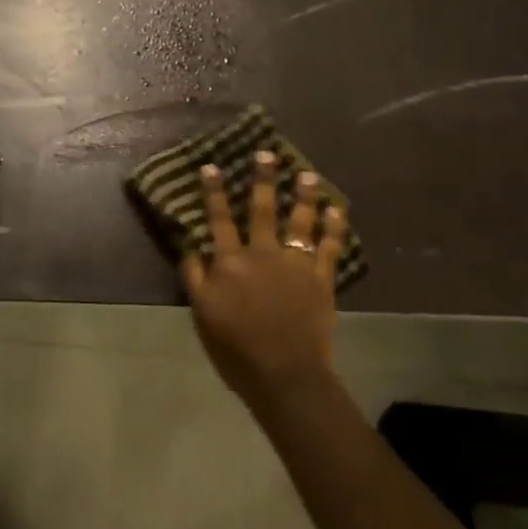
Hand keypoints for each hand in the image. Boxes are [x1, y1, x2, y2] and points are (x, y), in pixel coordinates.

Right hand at [184, 152, 349, 410]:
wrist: (284, 375)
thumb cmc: (236, 348)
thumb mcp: (202, 313)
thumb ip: (194, 276)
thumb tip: (190, 245)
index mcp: (230, 261)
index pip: (218, 218)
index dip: (214, 191)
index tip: (212, 166)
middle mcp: (262, 254)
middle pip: (262, 209)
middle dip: (263, 179)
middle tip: (267, 153)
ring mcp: (295, 265)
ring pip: (300, 221)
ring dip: (304, 196)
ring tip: (308, 174)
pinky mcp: (321, 280)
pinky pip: (330, 248)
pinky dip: (334, 228)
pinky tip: (337, 210)